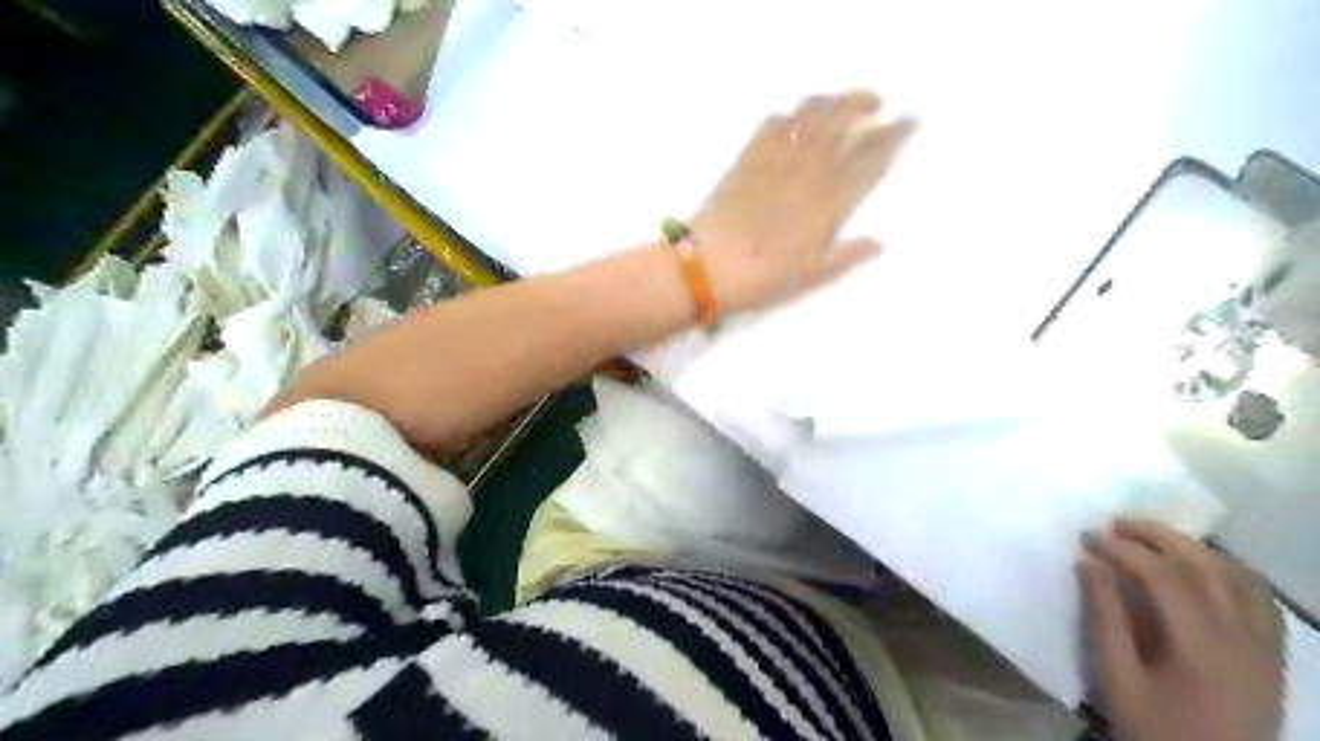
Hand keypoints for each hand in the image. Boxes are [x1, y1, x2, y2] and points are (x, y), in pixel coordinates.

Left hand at [691, 89, 921, 312]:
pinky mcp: (747, 156)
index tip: (911, 122)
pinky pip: (773, 123)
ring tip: (842, 103)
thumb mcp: (812, 276)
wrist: (707, 264)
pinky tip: (793, 121)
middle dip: (866, 103)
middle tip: (878, 103)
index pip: (872, 155)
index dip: (895, 135)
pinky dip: (789, 116)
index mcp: (830, 198)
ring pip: (810, 113)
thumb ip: (848, 256)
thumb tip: (879, 244)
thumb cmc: (763, 277)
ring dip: (831, 100)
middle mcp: (807, 168)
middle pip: (843, 119)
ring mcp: (775, 157)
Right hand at [1076, 520, 1285, 739]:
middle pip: (1206, 567)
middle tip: (1117, 522)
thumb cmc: (1155, 731)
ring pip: (1238, 578)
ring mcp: (1265, 648)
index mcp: (1202, 649)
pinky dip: (1228, 571)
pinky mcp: (1272, 657)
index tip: (1088, 536)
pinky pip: (1259, 600)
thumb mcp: (1117, 679)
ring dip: (1193, 548)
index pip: (1165, 577)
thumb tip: (1089, 563)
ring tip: (1153, 537)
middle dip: (1158, 536)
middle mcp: (1243, 640)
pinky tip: (1201, 566)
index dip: (1124, 549)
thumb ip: (1105, 619)